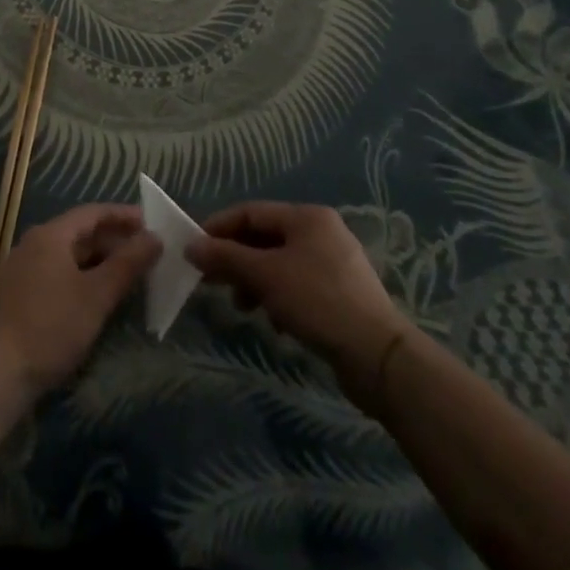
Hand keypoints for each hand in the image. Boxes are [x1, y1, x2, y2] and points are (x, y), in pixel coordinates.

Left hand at [0, 204, 160, 393]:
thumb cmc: (51, 326)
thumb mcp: (96, 296)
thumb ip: (127, 264)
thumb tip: (155, 237)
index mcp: (51, 235)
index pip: (92, 213)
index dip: (123, 216)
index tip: (150, 222)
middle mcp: (35, 243)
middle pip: (81, 232)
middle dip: (114, 240)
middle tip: (146, 251)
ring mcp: (25, 268)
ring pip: (70, 255)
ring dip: (100, 260)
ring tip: (129, 272)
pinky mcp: (21, 294)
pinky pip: (59, 272)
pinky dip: (83, 276)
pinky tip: (99, 295)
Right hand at [187, 201, 410, 398]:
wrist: (379, 357)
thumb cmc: (318, 302)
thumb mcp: (265, 276)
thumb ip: (226, 257)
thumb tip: (191, 246)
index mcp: (307, 217)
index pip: (251, 212)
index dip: (219, 228)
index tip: (195, 250)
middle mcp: (321, 232)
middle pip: (265, 238)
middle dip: (236, 259)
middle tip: (211, 281)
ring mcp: (334, 263)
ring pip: (280, 264)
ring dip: (255, 282)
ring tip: (242, 307)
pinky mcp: (340, 294)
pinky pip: (297, 285)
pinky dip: (278, 297)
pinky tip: (275, 322)